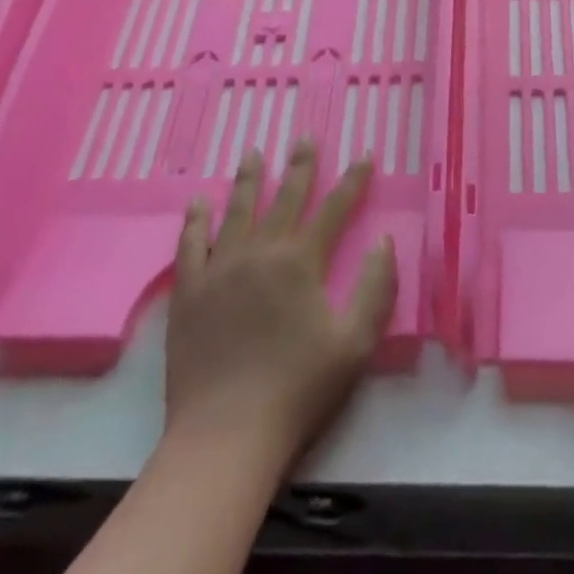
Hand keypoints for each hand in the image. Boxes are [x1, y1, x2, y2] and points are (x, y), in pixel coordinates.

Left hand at [163, 141, 396, 472]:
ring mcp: (220, 270)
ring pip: (237, 211)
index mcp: (301, 263)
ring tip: (254, 153)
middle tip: (304, 137)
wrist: (226, 435)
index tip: (365, 155)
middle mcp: (261, 253)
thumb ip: (376, 288)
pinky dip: (195, 221)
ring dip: (249, 180)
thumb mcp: (355, 343)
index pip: (334, 209)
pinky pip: (191, 245)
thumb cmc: (298, 389)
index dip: (353, 180)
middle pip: (285, 198)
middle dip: (300, 166)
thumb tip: (384, 241)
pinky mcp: (189, 293)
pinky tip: (198, 202)